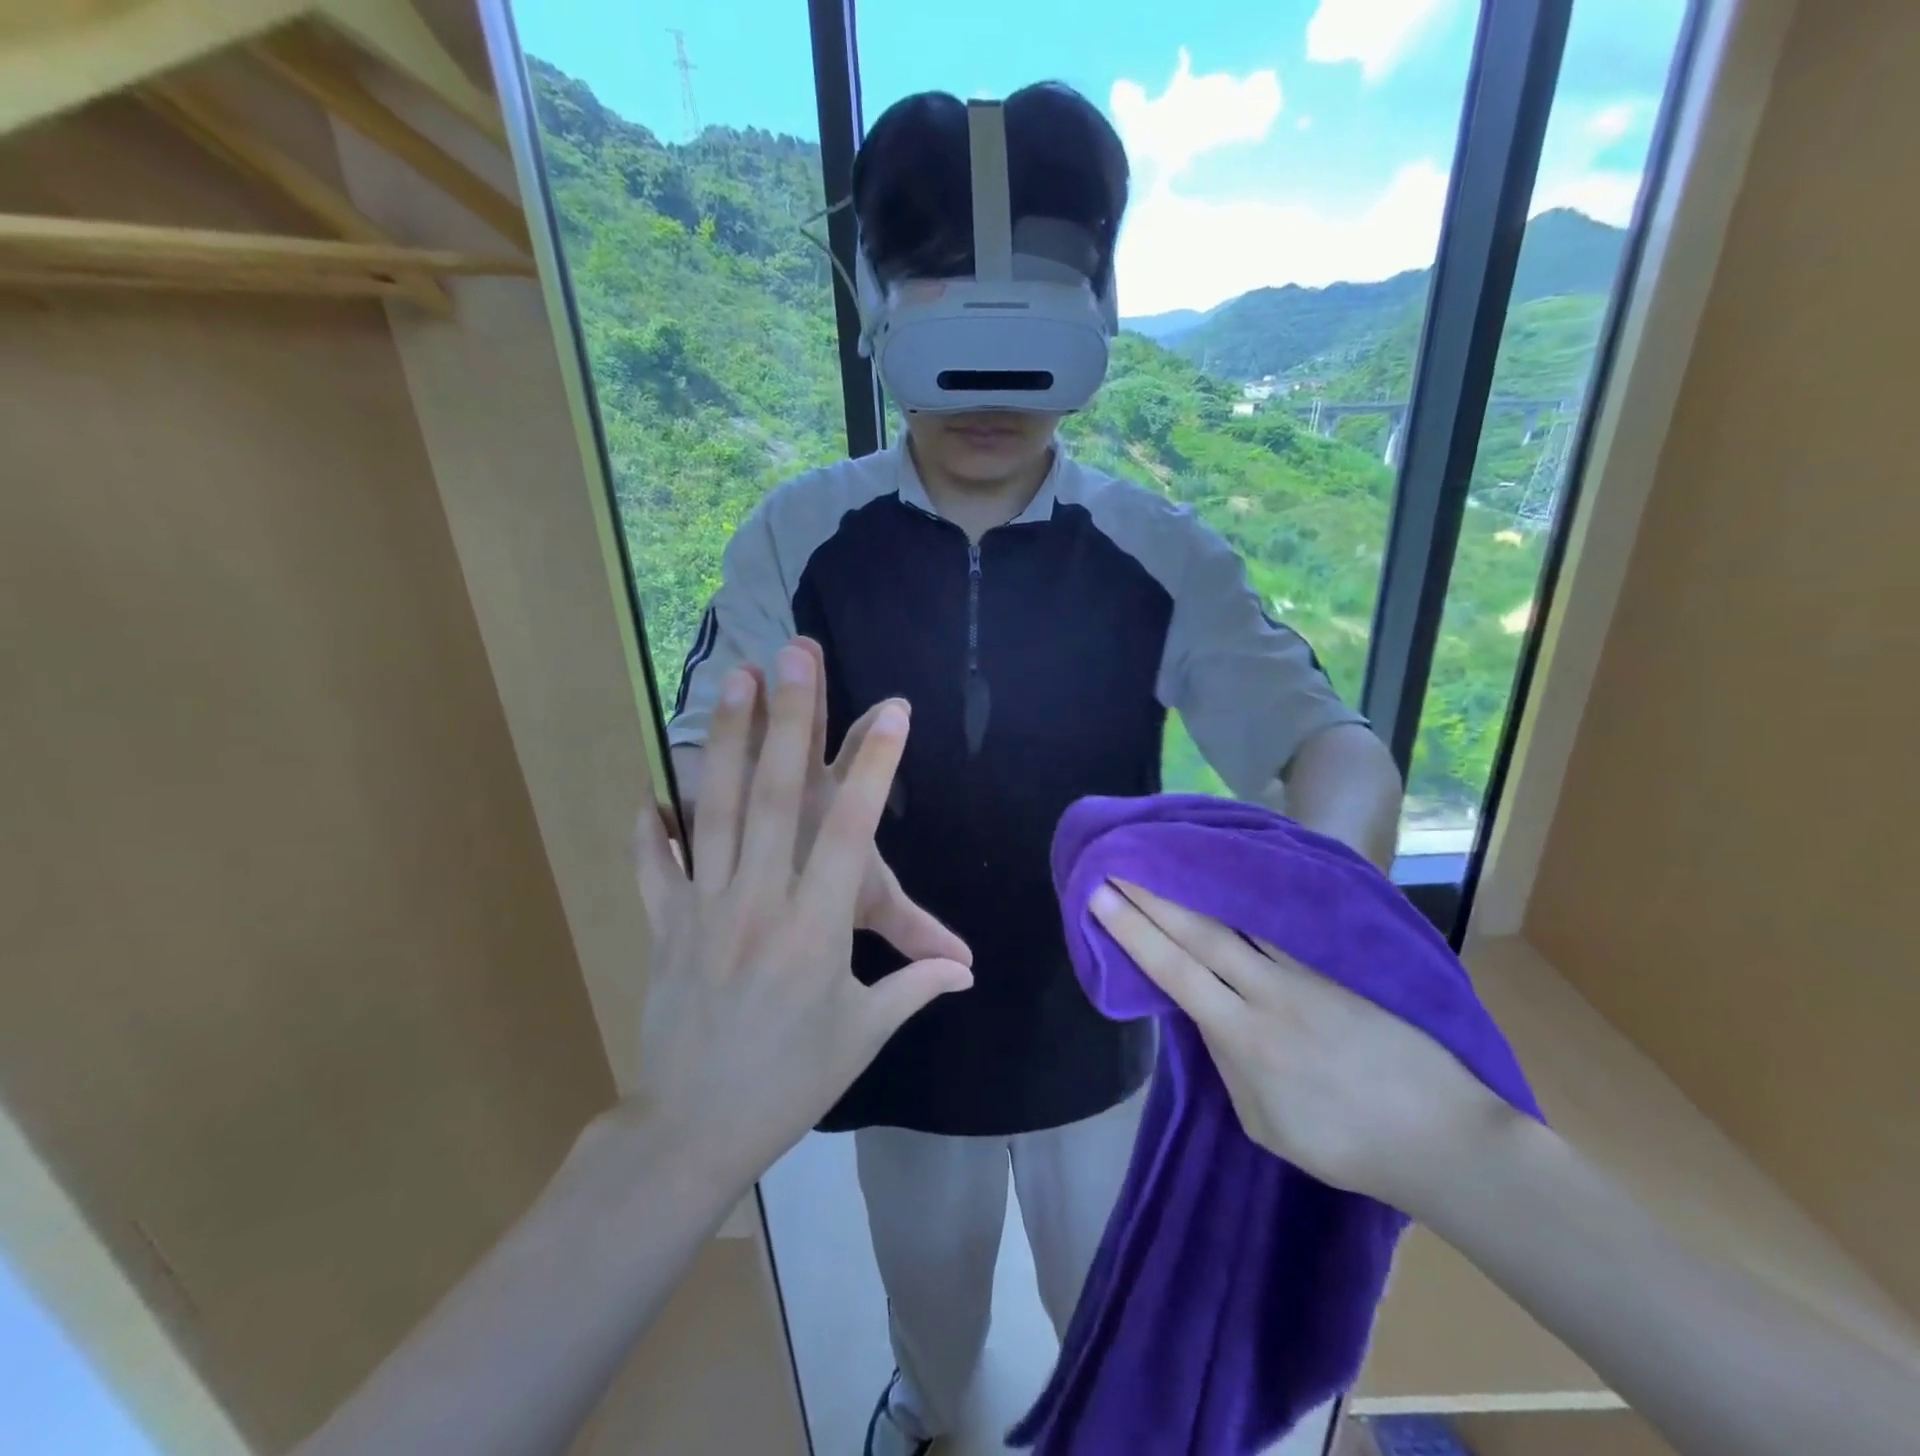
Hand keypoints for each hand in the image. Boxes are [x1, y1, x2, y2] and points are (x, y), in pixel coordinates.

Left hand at [632, 641, 973, 1192]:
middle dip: (792, 720)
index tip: (893, 710)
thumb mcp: (861, 1035)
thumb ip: (913, 985)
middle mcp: (759, 901)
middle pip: (777, 798)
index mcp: (815, 928)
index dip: (875, 767)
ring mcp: (704, 907)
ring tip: (734, 682)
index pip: (852, 832)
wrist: (691, 1131)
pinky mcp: (663, 925)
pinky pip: (654, 865)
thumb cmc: (790, 1081)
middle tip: (796, 657)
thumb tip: (967, 970)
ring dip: (728, 742)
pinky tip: (649, 791)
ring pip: (715, 811)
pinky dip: (650, 828)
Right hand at [1088, 880, 1517, 1210]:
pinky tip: (1229, 873)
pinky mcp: (1335, 965)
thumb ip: (1227, 1062)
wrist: (1443, 1137)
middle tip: (1117, 859)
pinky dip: (1246, 897)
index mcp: (1244, 1038)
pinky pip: (1278, 925)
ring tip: (1165, 855)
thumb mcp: (1264, 1123)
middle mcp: (1269, 993)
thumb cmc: (1344, 1145)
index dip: (1133, 930)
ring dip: (1195, 885)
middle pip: (1199, 931)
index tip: (1099, 895)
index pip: (1174, 970)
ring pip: (1238, 918)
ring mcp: (1306, 973)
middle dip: (1152, 894)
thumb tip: (1206, 1013)